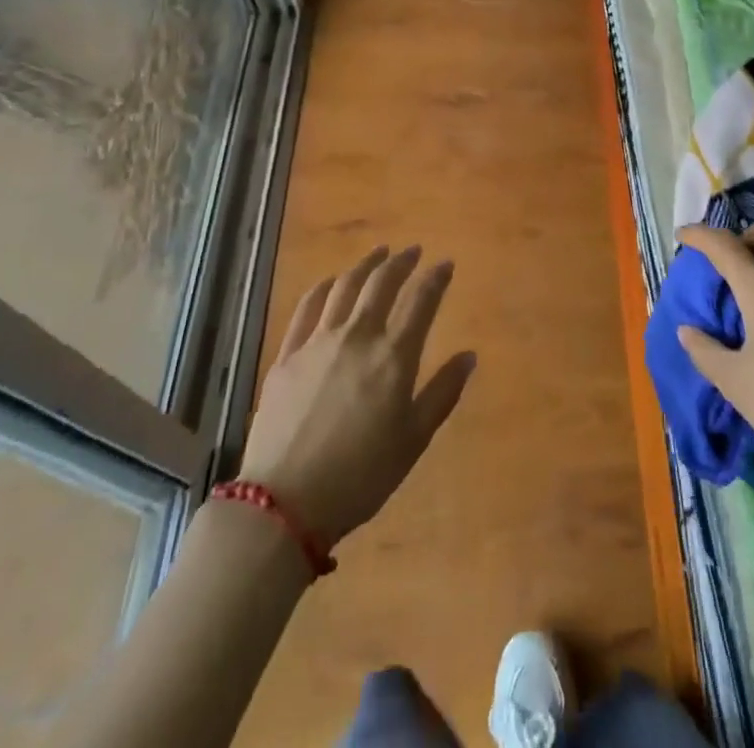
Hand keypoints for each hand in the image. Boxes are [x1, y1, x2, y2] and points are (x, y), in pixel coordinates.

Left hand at [237, 246, 475, 545]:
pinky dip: (323, 287)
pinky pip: (307, 308)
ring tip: (378, 254)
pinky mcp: (287, 355)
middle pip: (381, 283)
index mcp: (394, 356)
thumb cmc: (361, 476)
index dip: (436, 278)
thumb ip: (443, 393)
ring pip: (344, 287)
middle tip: (413, 251)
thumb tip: (469, 355)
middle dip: (401, 262)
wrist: (284, 503)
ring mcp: (317, 342)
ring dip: (364, 265)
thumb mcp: (414, 440)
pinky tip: (330, 282)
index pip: (421, 301)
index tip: (446, 264)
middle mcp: (357, 336)